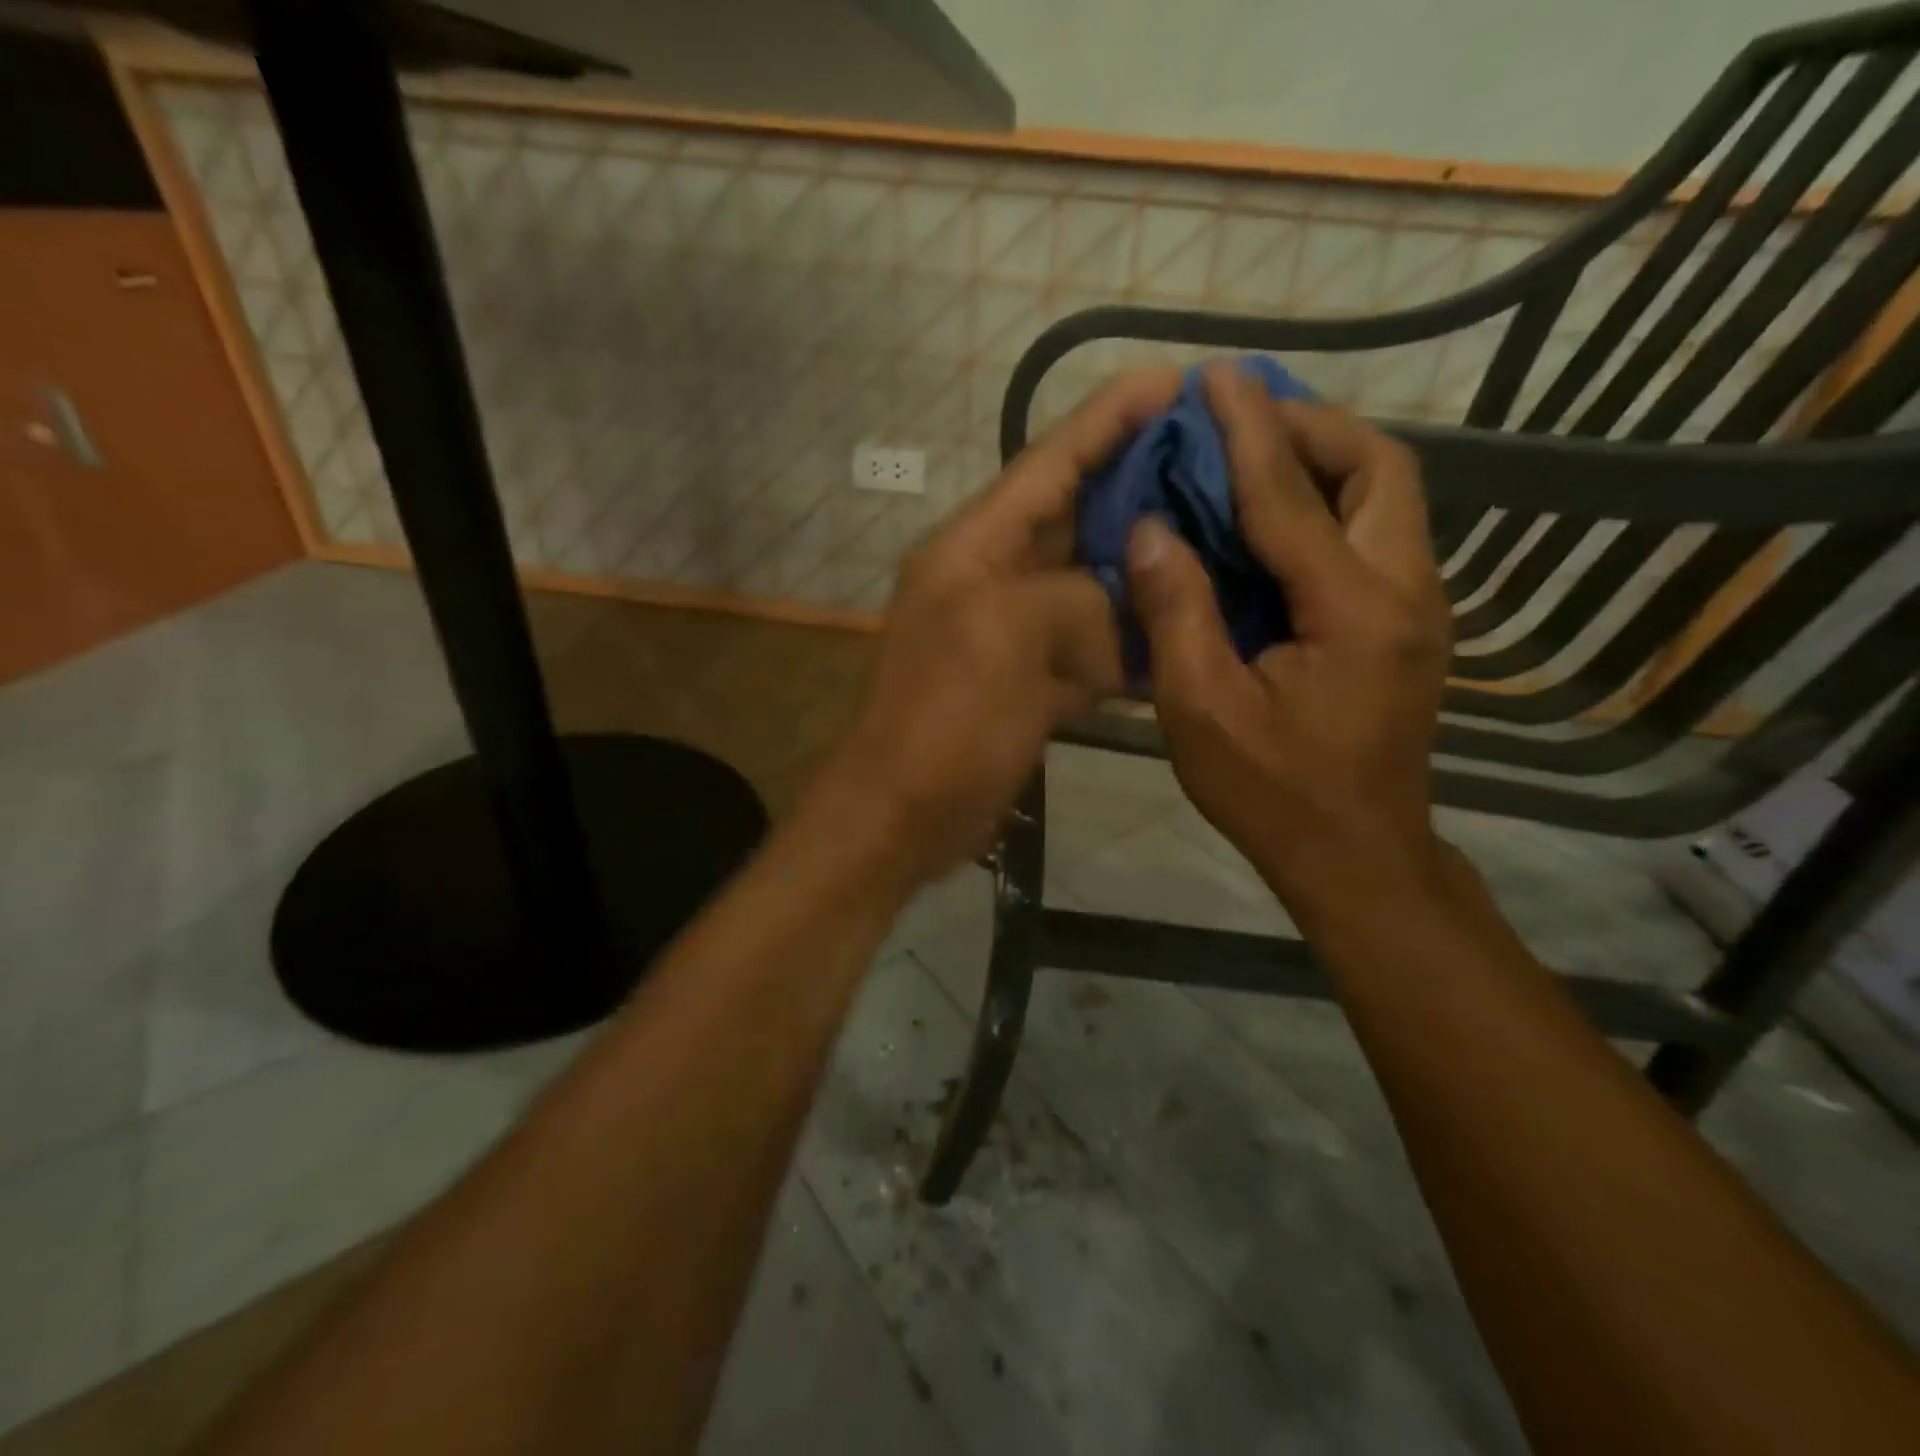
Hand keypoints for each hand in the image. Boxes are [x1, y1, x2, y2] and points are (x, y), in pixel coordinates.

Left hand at [816, 369, 1183, 890]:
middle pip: (1075, 514)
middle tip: (1219, 457)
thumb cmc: (944, 719)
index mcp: (975, 546)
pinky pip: (1091, 644)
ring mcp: (1015, 632)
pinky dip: (1131, 637)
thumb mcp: (1005, 637)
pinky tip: (1185, 625)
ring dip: (1143, 562)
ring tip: (1220, 534)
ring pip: (1090, 581)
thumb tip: (1125, 612)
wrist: (903, 813)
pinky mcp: (1031, 681)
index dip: (1108, 418)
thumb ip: (1076, 601)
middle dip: (1139, 483)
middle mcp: (994, 576)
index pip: (1049, 462)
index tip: (1171, 378)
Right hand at [1125, 364, 1451, 922]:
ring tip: (1253, 454)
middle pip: (1379, 468)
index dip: (1249, 432)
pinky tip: (1274, 520)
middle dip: (1310, 426)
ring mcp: (1418, 609)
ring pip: (1387, 497)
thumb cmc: (1272, 794)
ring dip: (1324, 461)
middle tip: (1242, 419)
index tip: (1217, 378)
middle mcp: (1406, 592)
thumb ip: (1177, 613)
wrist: (1356, 858)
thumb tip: (1149, 530)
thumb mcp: (1201, 710)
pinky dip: (1327, 505)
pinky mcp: (1407, 627)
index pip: (1292, 496)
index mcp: (1354, 611)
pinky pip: (1374, 535)